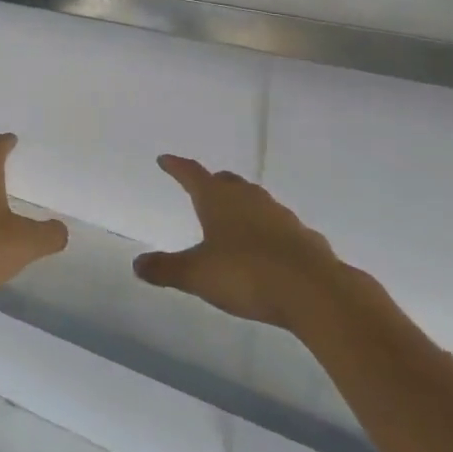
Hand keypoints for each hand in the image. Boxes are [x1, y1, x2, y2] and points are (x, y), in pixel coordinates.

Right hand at [133, 155, 346, 330]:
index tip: (165, 160)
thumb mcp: (198, 275)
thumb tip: (137, 264)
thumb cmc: (246, 274)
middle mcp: (248, 198)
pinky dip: (269, 231)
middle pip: (226, 182)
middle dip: (213, 183)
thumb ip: (167, 269)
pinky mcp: (305, 237)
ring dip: (242, 206)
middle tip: (203, 189)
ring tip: (235, 220)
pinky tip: (269, 249)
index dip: (176, 166)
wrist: (315, 292)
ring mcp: (280, 215)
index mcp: (217, 199)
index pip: (191, 174)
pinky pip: (281, 227)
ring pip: (255, 201)